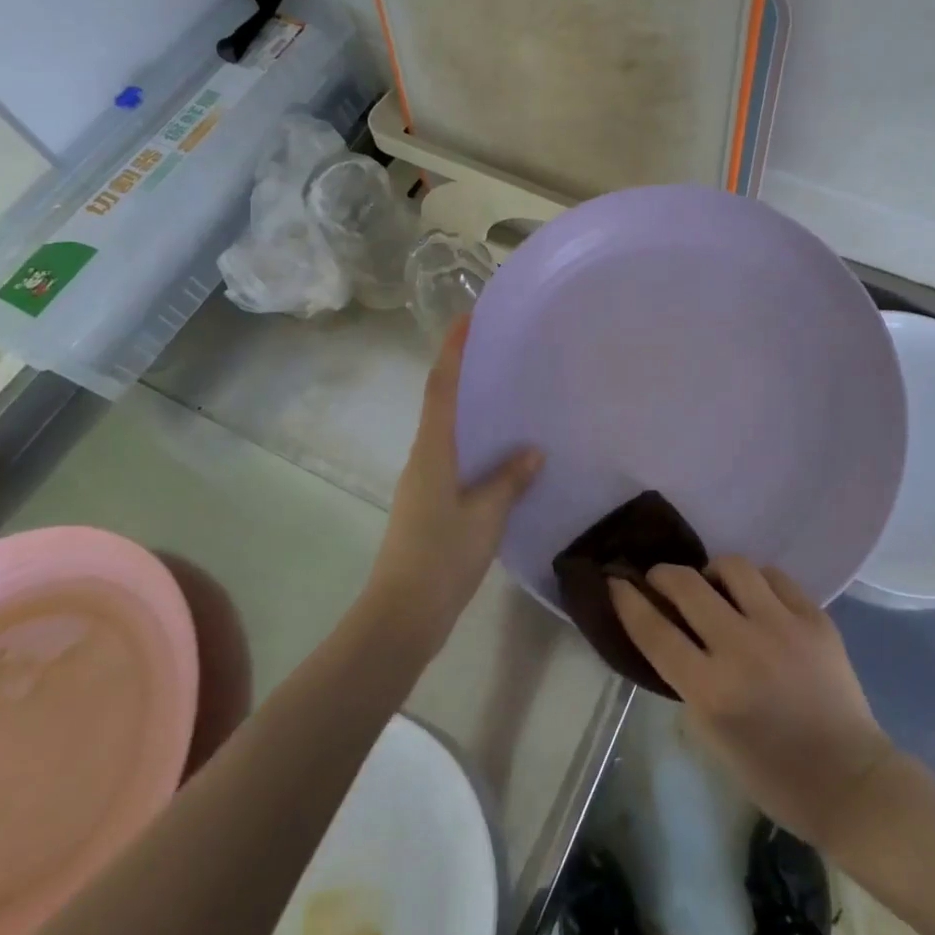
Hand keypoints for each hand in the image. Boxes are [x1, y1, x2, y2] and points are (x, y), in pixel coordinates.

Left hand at [366, 318, 541, 646]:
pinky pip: (453, 457)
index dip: (453, 350)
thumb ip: (509, 480)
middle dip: (462, 371)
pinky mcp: (428, 504)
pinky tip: (498, 452)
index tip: (467, 318)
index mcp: (433, 450)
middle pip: (441, 402)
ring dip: (469, 407)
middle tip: (496, 349)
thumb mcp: (485, 515)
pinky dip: (474, 442)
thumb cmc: (441, 556)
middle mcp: (423, 457)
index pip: (442, 388)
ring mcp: (422, 482)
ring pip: (447, 431)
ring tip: (504, 394)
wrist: (401, 616)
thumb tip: (533, 451)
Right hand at [609, 557, 895, 851]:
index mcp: (711, 691)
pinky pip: (773, 576)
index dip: (628, 600)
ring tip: (715, 587)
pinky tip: (756, 598)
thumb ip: (687, 680)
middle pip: (687, 586)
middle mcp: (742, 648)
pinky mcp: (814, 616)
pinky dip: (756, 582)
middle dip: (663, 574)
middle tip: (661, 579)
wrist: (849, 780)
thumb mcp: (712, 737)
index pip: (654, 631)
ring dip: (712, 573)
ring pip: (732, 565)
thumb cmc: (773, 773)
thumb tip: (669, 632)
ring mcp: (782, 626)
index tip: (615, 581)